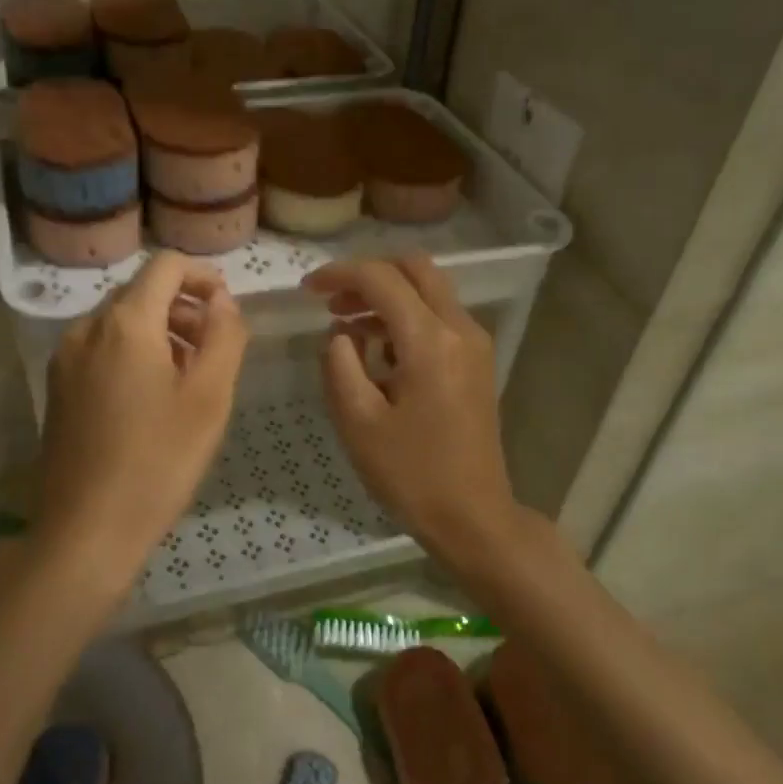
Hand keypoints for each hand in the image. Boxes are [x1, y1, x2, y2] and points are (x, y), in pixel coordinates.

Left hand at [32, 253, 247, 604]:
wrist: (86, 530)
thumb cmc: (158, 461)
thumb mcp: (210, 397)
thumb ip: (224, 336)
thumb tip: (222, 302)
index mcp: (124, 323)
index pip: (165, 266)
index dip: (203, 276)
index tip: (227, 308)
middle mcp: (86, 328)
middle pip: (141, 292)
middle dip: (184, 308)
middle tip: (214, 350)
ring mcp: (65, 358)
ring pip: (120, 322)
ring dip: (160, 332)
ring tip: (188, 377)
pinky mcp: (58, 387)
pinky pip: (101, 349)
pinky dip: (133, 353)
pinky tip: (152, 398)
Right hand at [307, 256, 521, 564]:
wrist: (472, 515)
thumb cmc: (411, 473)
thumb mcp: (358, 420)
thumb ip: (340, 363)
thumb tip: (340, 333)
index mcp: (430, 341)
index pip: (381, 279)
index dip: (339, 275)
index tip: (307, 289)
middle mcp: (460, 329)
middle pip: (415, 268)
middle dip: (368, 275)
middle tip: (332, 302)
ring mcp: (474, 343)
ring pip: (429, 290)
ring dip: (387, 295)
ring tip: (345, 326)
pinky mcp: (476, 361)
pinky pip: (438, 316)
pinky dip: (405, 316)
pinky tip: (377, 350)